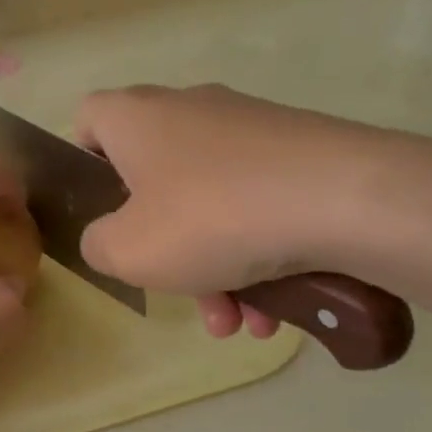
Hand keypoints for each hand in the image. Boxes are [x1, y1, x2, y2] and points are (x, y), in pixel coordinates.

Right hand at [74, 84, 406, 338]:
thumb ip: (97, 245)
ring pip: (209, 201)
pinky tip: (275, 307)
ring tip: (239, 322)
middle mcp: (188, 109)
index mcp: (136, 117)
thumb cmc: (212, 218)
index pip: (89, 120)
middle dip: (164, 247)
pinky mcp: (298, 149)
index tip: (103, 213)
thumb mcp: (129, 250)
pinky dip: (257, 253)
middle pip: (153, 179)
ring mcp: (248, 128)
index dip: (84, 165)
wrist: (347, 198)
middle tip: (180, 294)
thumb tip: (110, 238)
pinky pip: (257, 204)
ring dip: (214, 267)